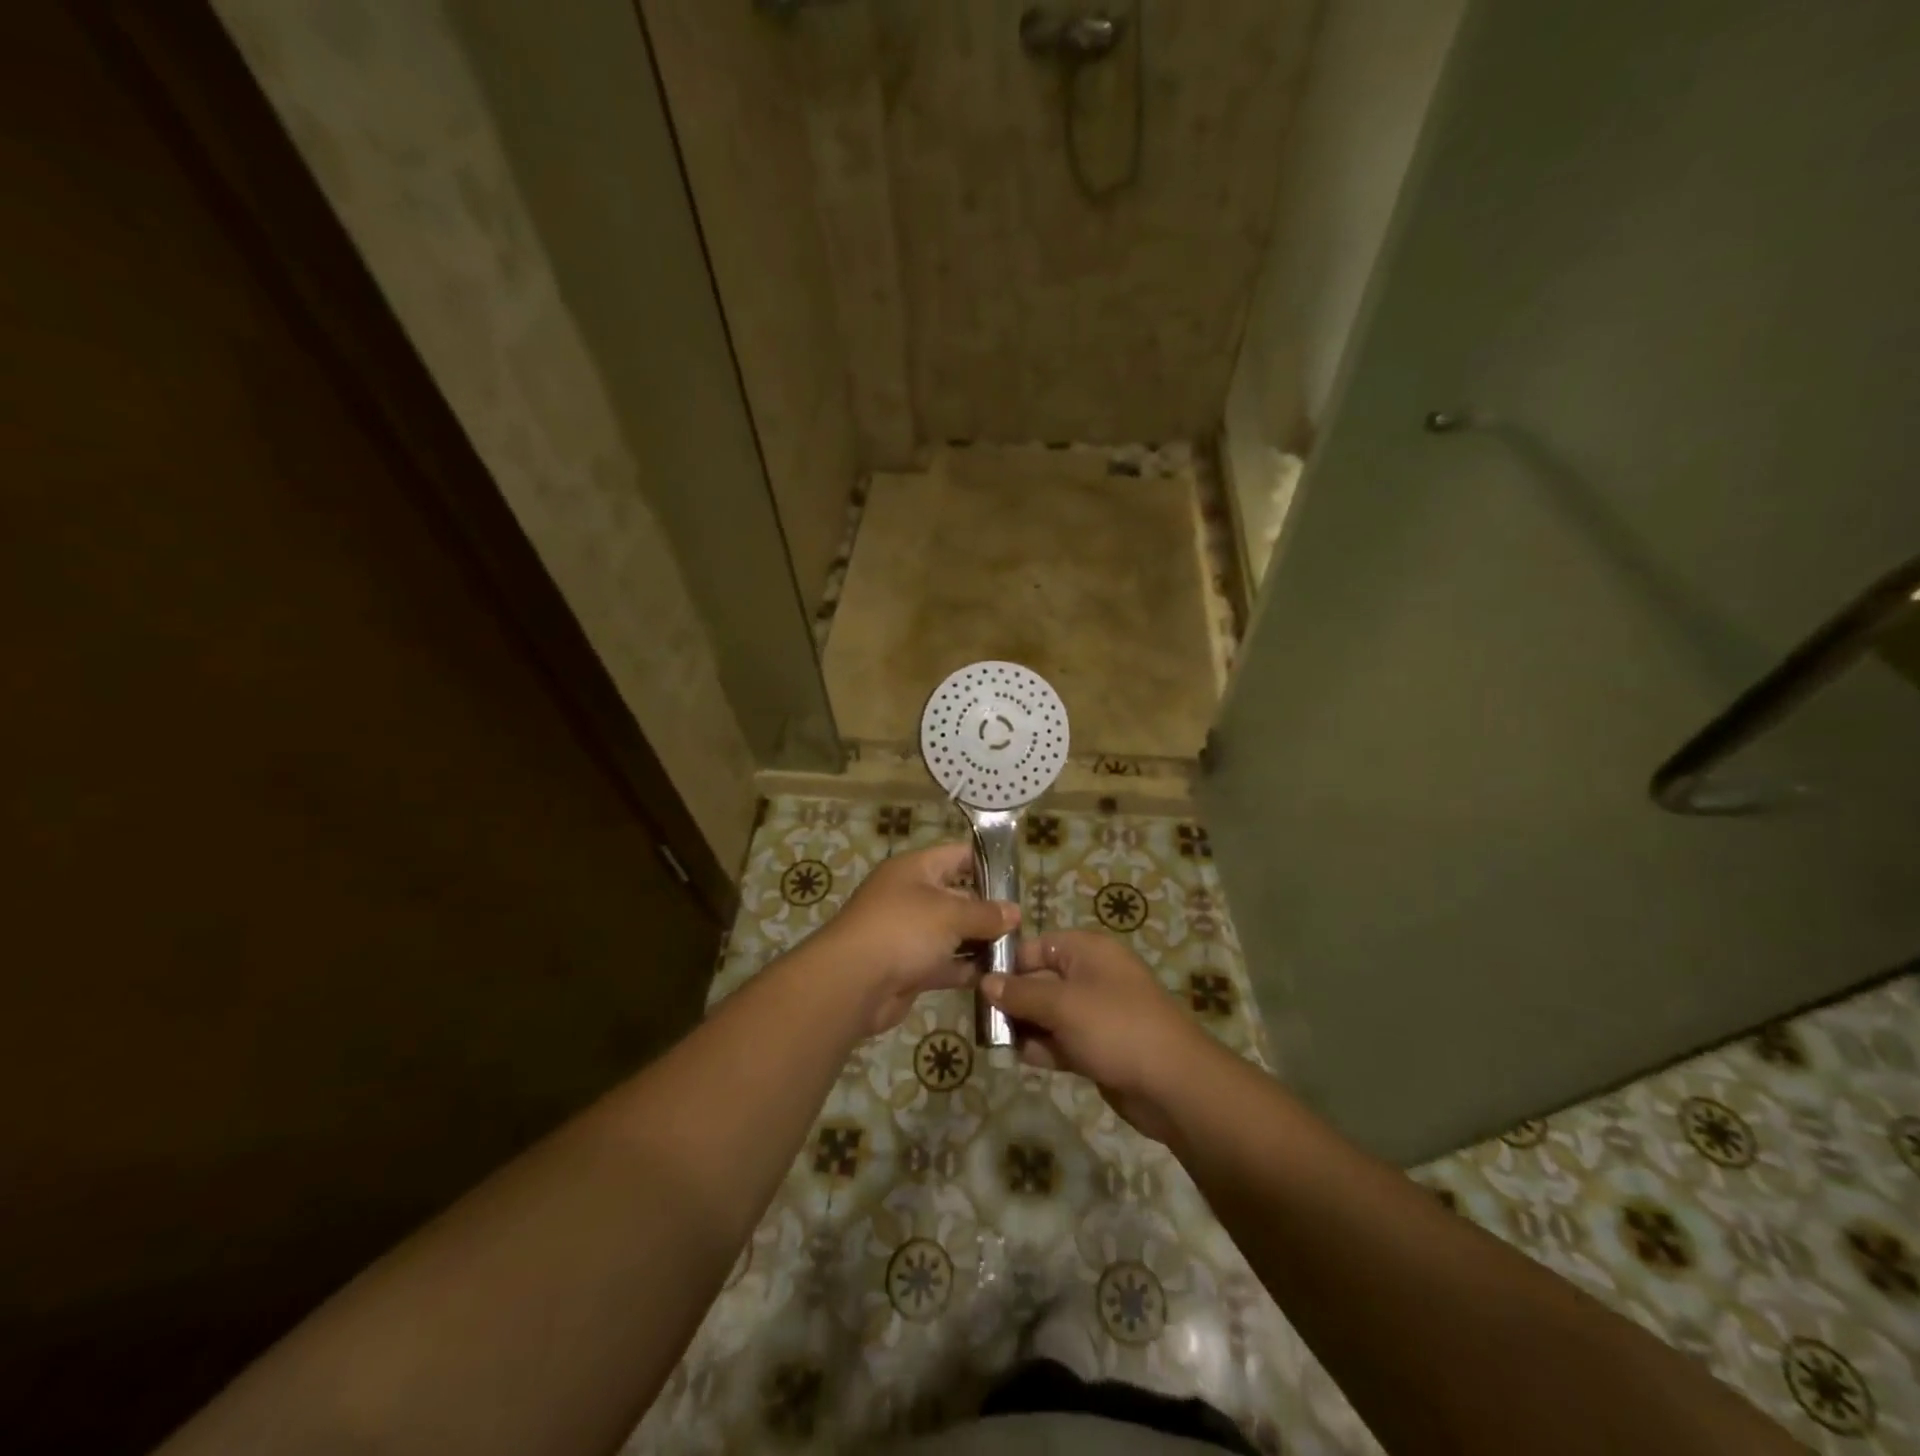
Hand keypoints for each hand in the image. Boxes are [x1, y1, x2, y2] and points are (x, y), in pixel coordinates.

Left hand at [814, 842, 1018, 1035]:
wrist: (852, 983)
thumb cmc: (903, 930)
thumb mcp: (950, 914)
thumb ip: (985, 913)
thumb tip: (1014, 912)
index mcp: (916, 869)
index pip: (958, 855)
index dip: (988, 863)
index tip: (1018, 880)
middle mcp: (912, 896)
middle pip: (959, 896)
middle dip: (990, 909)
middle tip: (1025, 924)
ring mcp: (910, 933)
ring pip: (953, 933)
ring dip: (981, 942)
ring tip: (1018, 952)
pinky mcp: (910, 967)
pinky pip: (945, 963)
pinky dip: (966, 969)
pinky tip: (996, 976)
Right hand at [982, 931, 1214, 1143]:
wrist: (1174, 1084)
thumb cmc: (1116, 1027)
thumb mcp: (1062, 1005)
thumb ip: (1021, 994)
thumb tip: (986, 982)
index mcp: (1087, 951)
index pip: (1036, 947)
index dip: (1007, 963)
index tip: (975, 984)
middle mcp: (1091, 976)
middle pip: (1039, 980)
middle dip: (1012, 999)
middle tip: (980, 1018)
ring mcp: (1096, 1013)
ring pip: (1048, 1013)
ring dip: (1025, 1025)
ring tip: (995, 1040)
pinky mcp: (1098, 1046)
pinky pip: (1062, 1040)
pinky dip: (1043, 1047)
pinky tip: (1021, 1057)